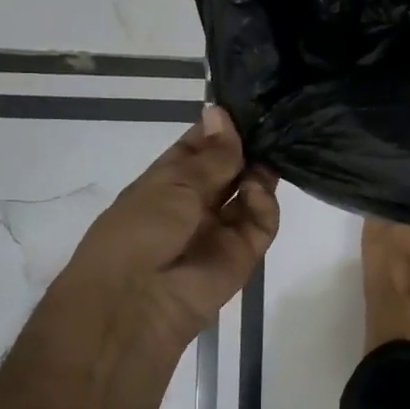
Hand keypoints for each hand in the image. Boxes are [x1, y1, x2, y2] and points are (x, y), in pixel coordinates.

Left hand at [56, 106, 279, 369]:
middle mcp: (196, 202)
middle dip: (247, 147)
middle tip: (272, 124)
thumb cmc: (140, 230)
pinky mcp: (244, 253)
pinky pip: (262, 222)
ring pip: (250, 193)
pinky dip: (264, 204)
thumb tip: (221, 112)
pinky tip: (256, 191)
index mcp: (167, 182)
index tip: (246, 105)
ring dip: (259, 173)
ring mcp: (221, 228)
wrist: (137, 302)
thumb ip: (210, 155)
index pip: (199, 147)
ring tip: (269, 155)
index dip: (220, 127)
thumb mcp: (172, 183)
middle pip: (229, 168)